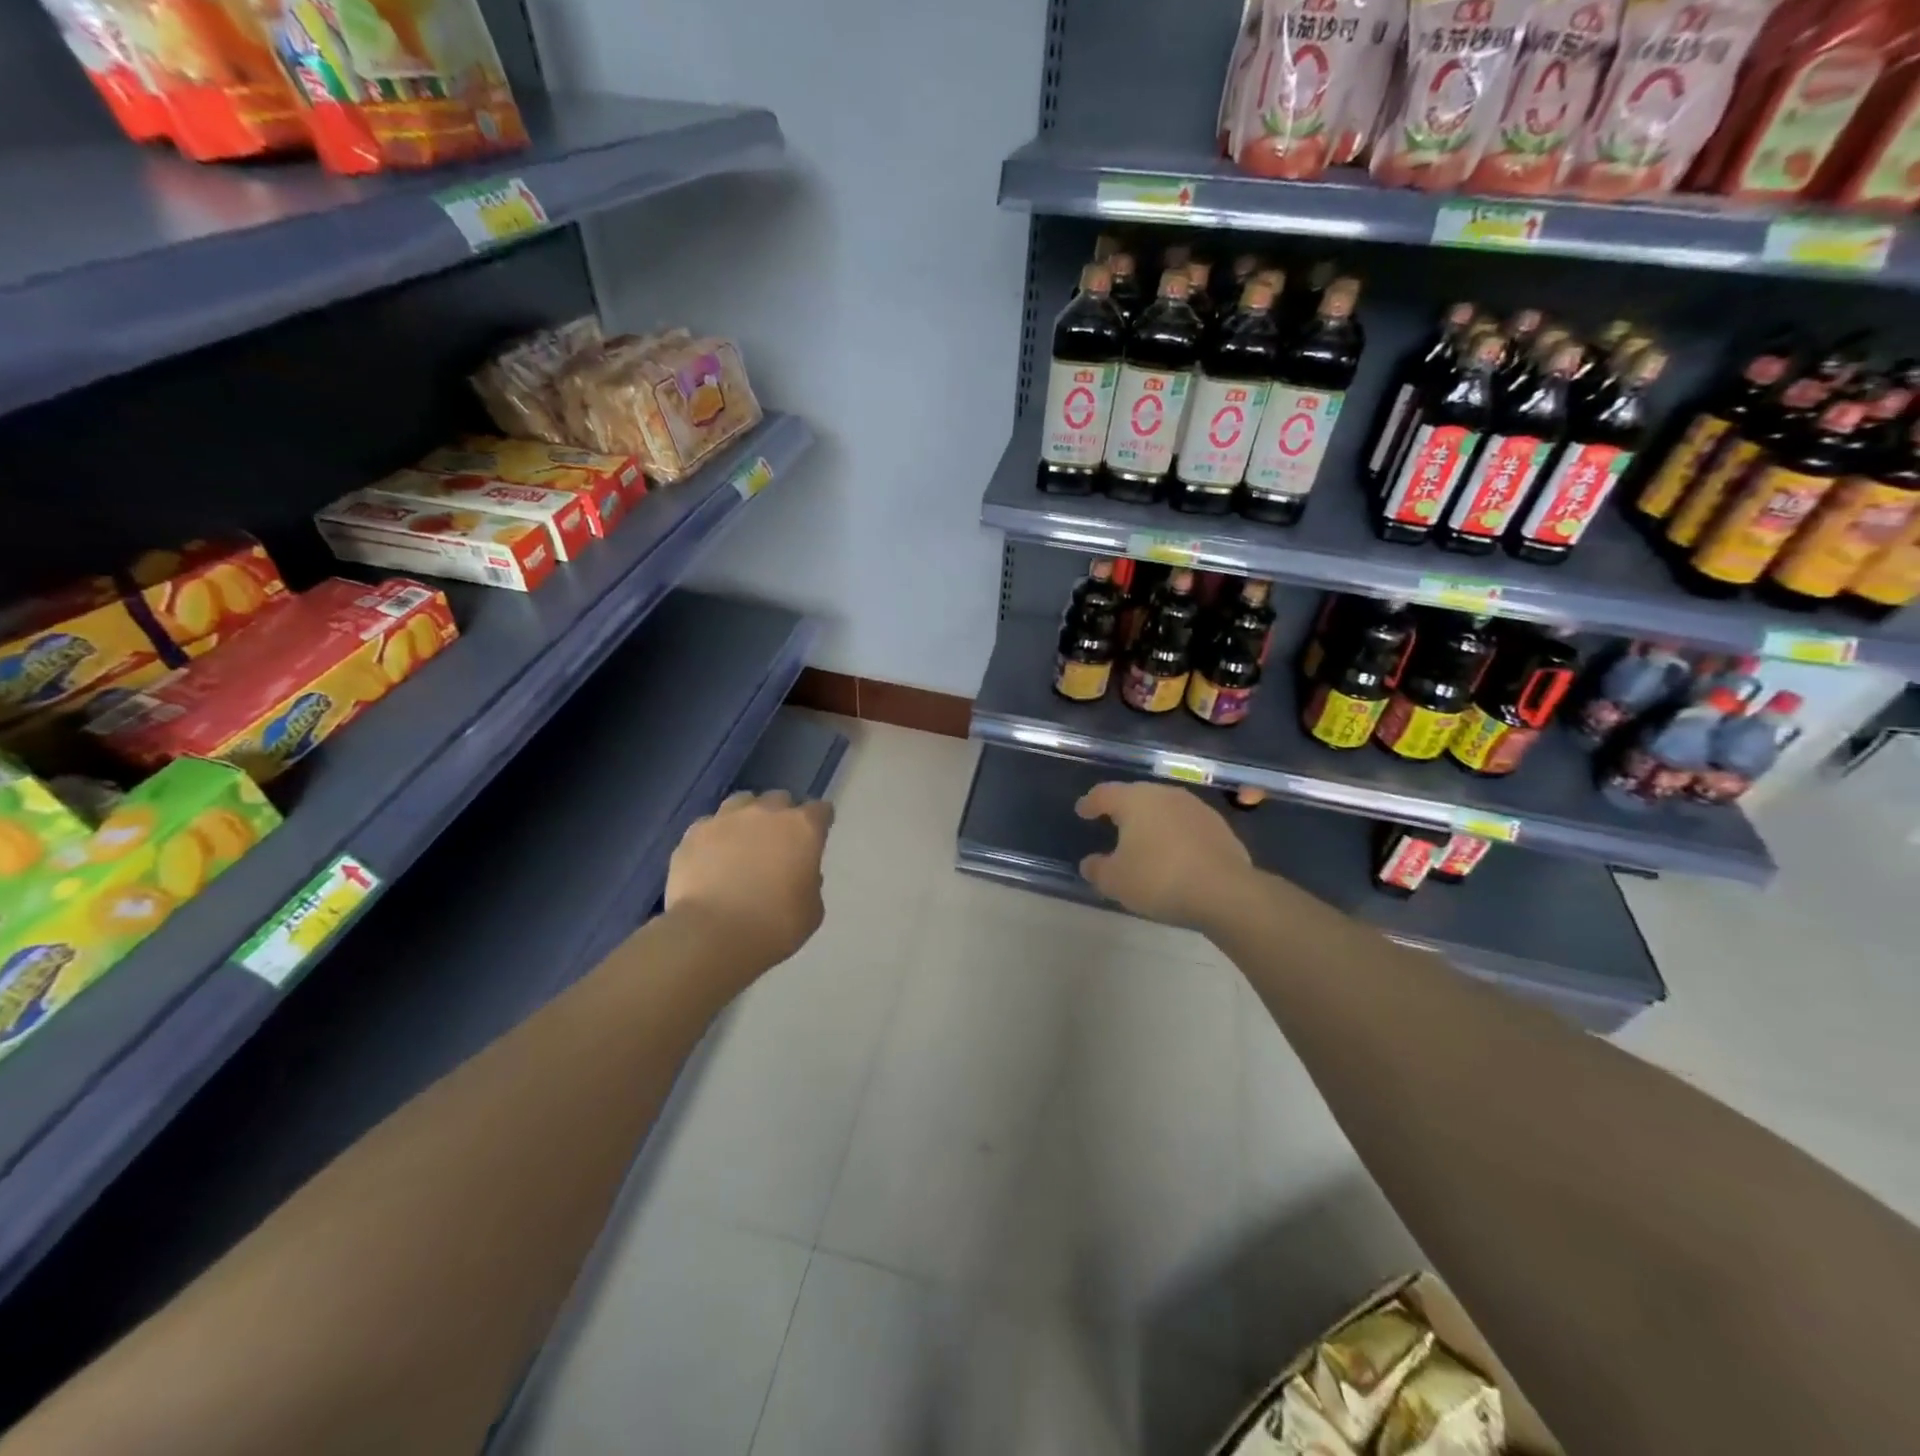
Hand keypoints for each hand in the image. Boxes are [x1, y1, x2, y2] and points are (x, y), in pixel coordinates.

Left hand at [666, 790, 832, 971]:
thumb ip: (810, 883)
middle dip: (782, 816)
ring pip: (742, 802)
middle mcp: (766, 813)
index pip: (820, 810)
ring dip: (747, 817)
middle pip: (780, 799)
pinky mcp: (693, 833)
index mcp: (803, 828)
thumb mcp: (811, 911)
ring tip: (742, 842)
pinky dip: (714, 837)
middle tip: (778, 843)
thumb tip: (799, 873)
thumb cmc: (774, 925)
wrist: (712, 935)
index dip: (820, 822)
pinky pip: (709, 825)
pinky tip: (711, 858)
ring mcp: (726, 819)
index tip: (816, 836)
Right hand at [1076, 781, 1253, 928]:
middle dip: (1124, 808)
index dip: (1090, 803)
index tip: (1082, 811)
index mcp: (1135, 800)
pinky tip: (1175, 854)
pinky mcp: (1220, 827)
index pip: (1104, 793)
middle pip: (1137, 796)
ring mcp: (1196, 808)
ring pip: (1165, 809)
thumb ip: (1097, 869)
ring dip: (1153, 821)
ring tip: (1145, 840)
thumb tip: (1091, 863)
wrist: (1225, 892)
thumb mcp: (1115, 881)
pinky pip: (1187, 826)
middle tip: (1112, 822)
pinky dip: (1176, 835)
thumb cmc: (1159, 879)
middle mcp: (1165, 795)